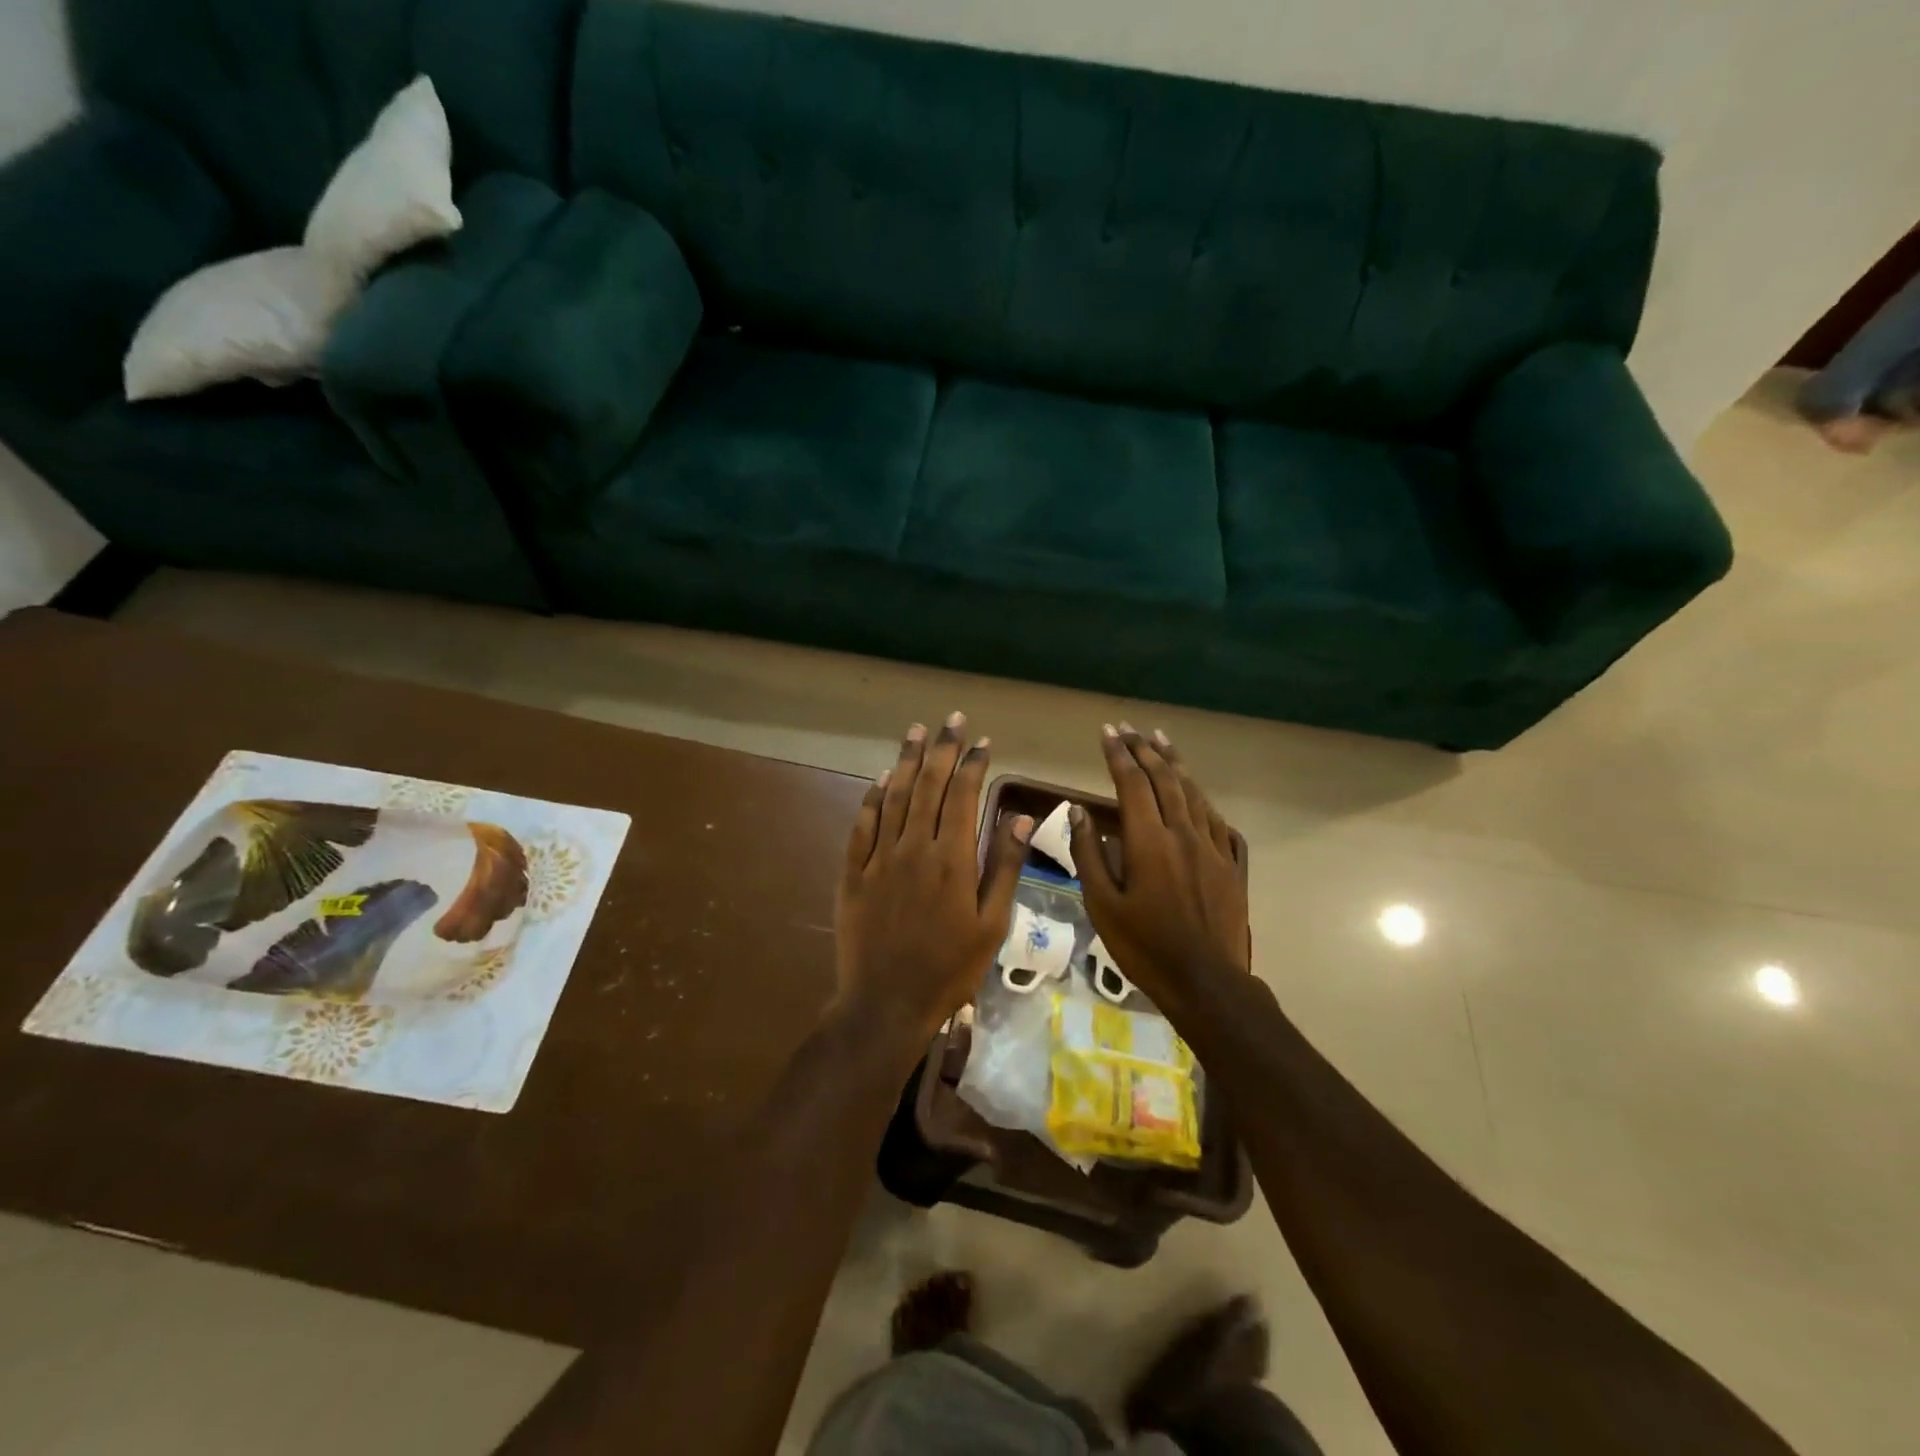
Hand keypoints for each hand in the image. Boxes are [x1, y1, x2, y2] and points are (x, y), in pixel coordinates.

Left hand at [835, 714, 1031, 1046]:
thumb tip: (1019, 815)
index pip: (961, 796)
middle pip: (927, 786)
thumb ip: (1004, 866)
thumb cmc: (950, 968)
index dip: (971, 765)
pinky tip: (880, 778)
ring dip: (906, 761)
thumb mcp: (991, 924)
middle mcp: (913, 848)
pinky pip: (862, 825)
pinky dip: (872, 797)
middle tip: (950, 720)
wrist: (887, 1003)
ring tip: (916, 732)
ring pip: (893, 797)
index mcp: (952, 859)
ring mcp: (879, 859)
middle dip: (940, 750)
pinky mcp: (853, 873)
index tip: (980, 742)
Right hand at [1070, 724, 1249, 1017]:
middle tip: (1129, 728)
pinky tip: (1195, 791)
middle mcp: (1183, 833)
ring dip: (1175, 763)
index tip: (1107, 731)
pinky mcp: (1231, 864)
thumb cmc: (1145, 946)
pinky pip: (1215, 818)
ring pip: (1194, 793)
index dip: (1119, 754)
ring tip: (1161, 740)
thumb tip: (1078, 811)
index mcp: (1149, 841)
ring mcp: (1212, 847)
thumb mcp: (1102, 905)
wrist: (1207, 981)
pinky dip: (1200, 796)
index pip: (1132, 783)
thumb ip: (1089, 854)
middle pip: (1165, 779)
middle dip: (1145, 749)